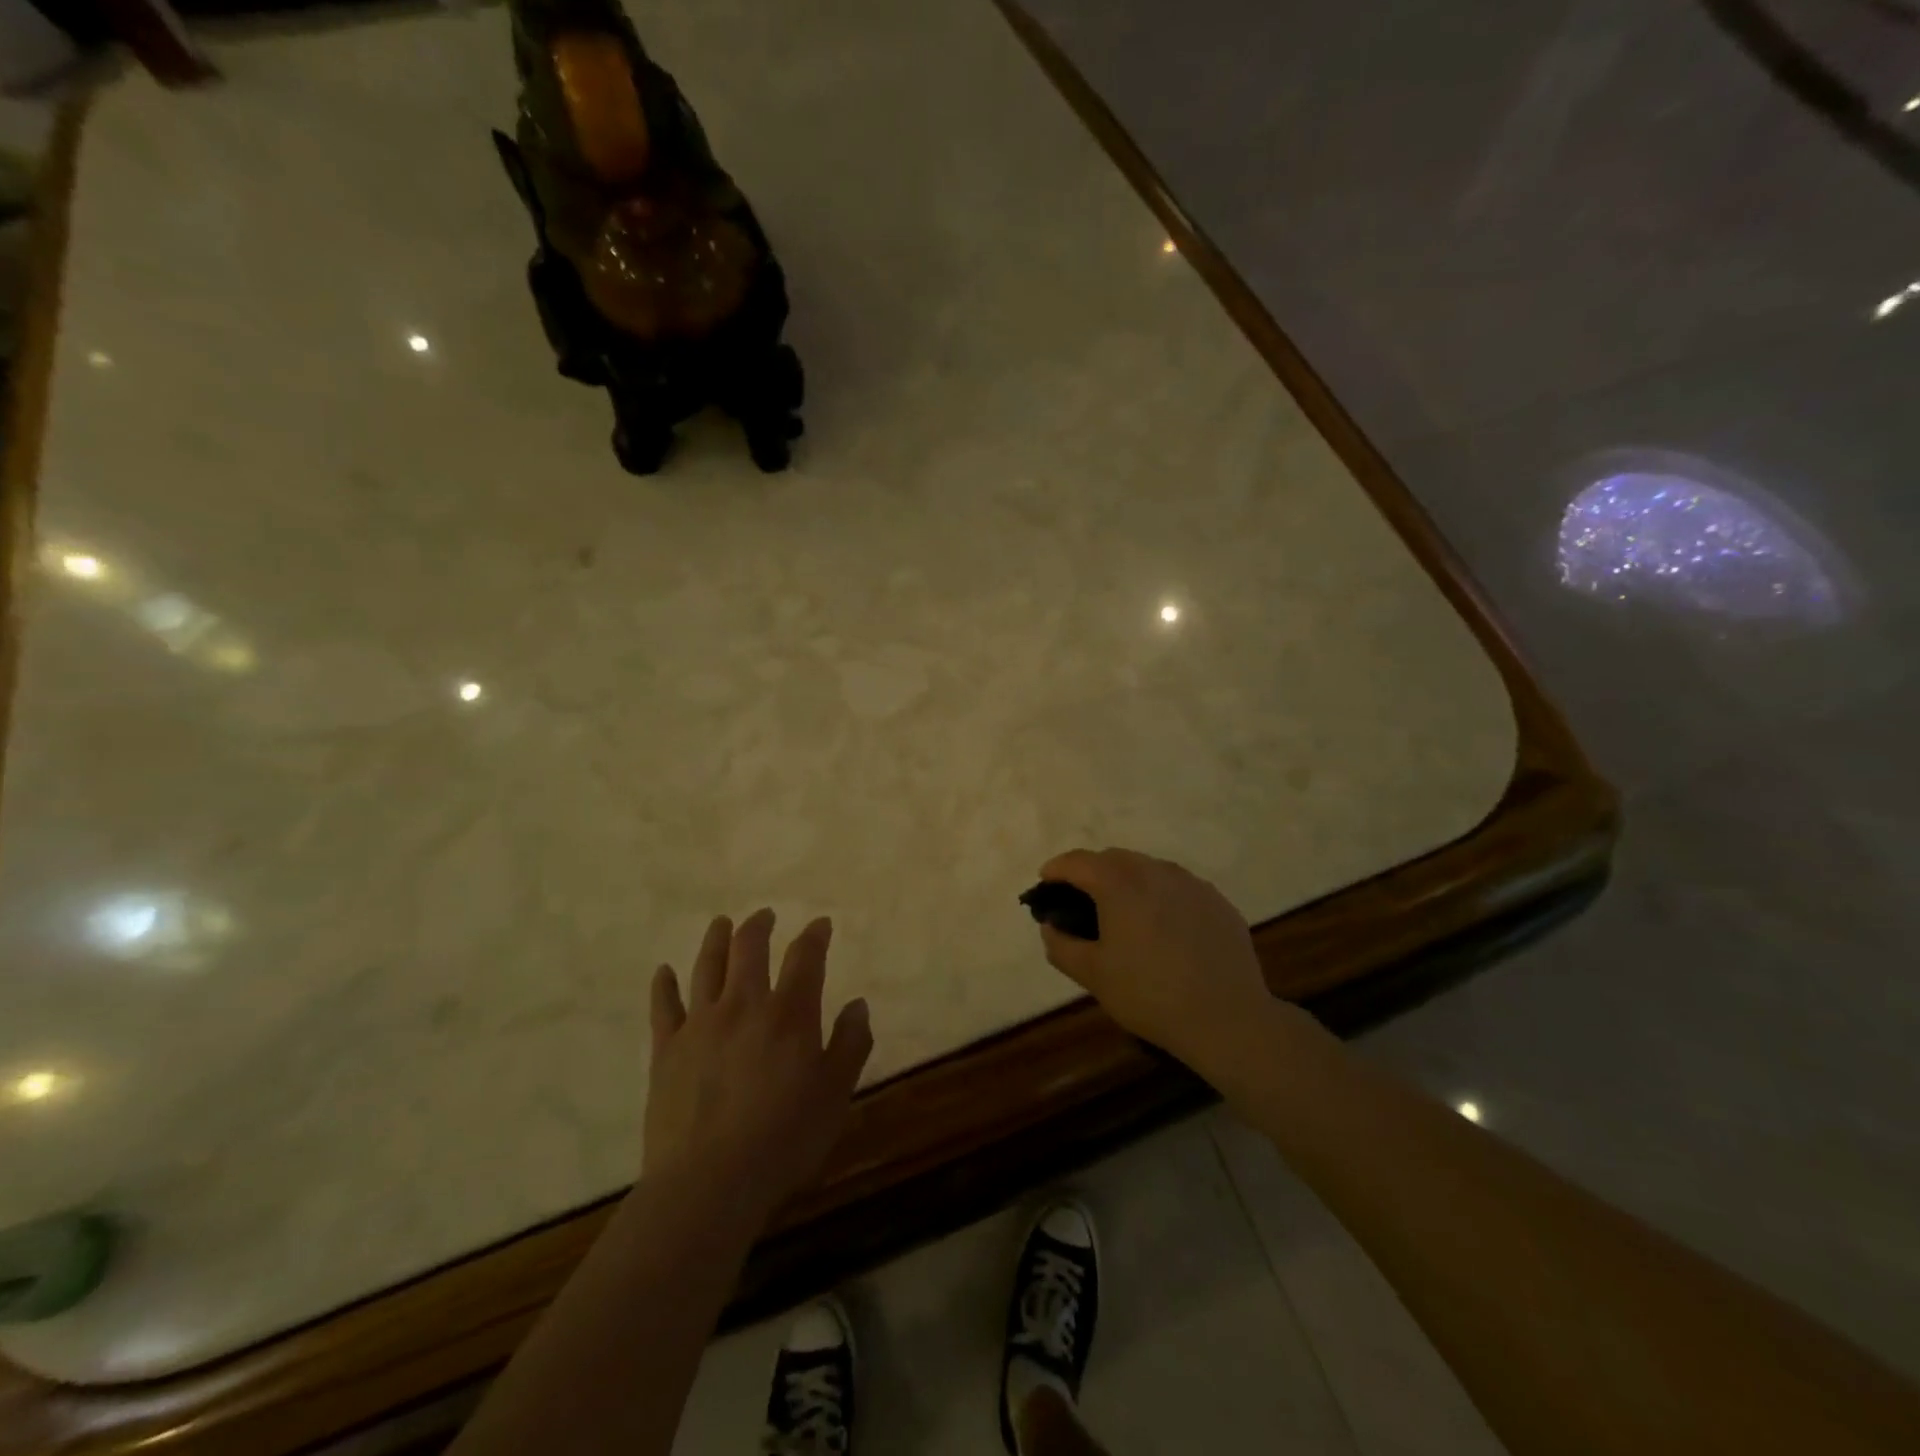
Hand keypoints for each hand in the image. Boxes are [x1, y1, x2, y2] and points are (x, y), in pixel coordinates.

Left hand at [644, 910, 872, 1222]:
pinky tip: (664, 972)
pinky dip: (664, 985)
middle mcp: (744, 1005)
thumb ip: (850, 1044)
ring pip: (707, 966)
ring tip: (721, 923)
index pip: (805, 958)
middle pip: (749, 948)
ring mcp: (700, 1024)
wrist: (709, 1183)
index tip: (820, 924)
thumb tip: (858, 1004)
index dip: (814, 936)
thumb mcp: (835, 1094)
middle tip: (764, 915)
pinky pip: (664, 1006)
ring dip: (716, 940)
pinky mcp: (667, 1050)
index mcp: (789, 1014)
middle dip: (759, 926)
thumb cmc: (784, 1139)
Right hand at [1035, 848, 1277, 1064]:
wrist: (1227, 1019)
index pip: (1078, 861)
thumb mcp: (1093, 975)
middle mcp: (1156, 871)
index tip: (1045, 883)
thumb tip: (1051, 926)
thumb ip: (1061, 945)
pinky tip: (1164, 929)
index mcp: (1120, 884)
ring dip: (1128, 881)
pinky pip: (1178, 887)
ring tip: (1124, 914)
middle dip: (1092, 872)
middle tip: (1082, 902)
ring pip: (1149, 869)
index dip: (1056, 869)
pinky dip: (1161, 896)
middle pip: (1114, 858)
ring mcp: (1191, 884)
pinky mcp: (1217, 901)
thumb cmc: (1149, 995)